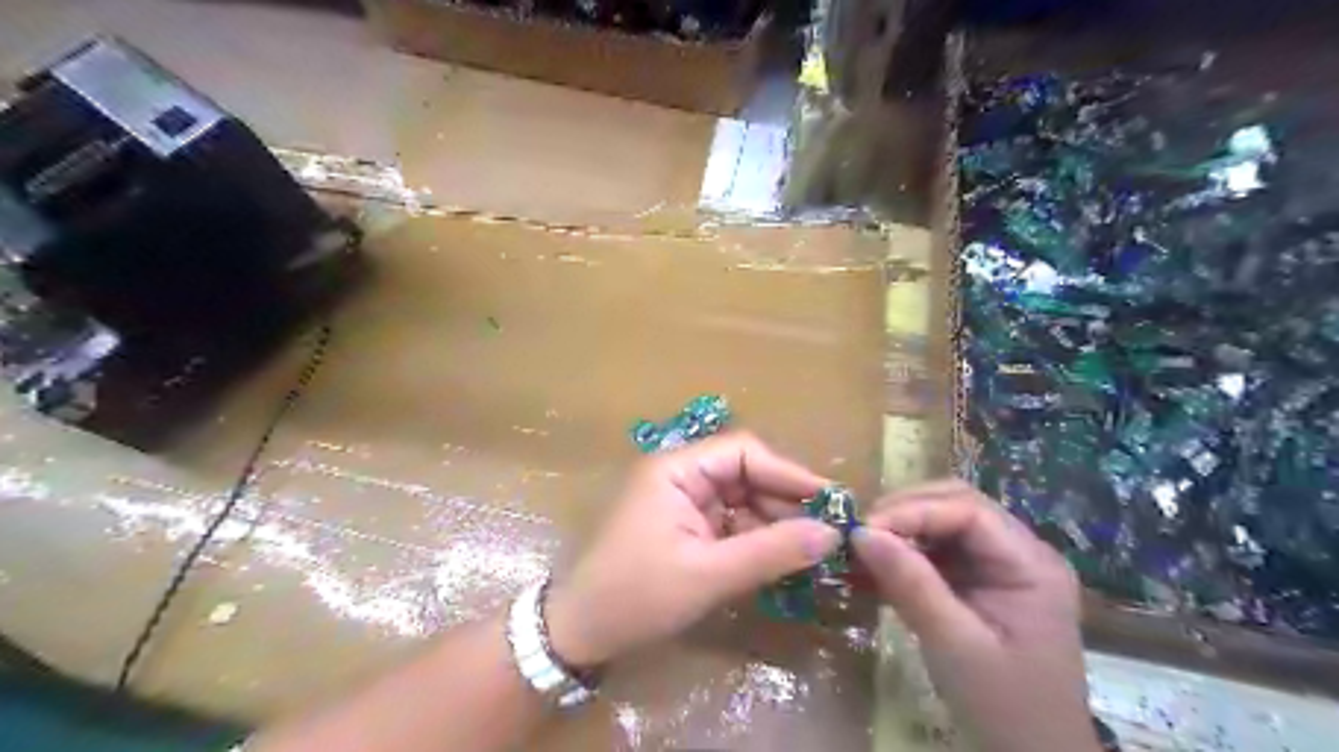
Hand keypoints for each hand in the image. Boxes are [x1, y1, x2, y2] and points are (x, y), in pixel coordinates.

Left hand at [542, 432, 833, 666]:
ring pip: (742, 499)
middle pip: (745, 474)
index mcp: (676, 469)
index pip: (743, 452)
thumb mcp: (708, 575)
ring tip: (814, 549)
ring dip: (775, 522)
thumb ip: (771, 552)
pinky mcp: (685, 528)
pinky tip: (783, 558)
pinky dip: (757, 539)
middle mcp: (680, 476)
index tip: (830, 501)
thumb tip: (831, 534)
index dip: (789, 473)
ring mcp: (682, 502)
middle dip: (785, 500)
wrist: (581, 633)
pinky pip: (731, 523)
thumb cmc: (636, 596)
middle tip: (829, 531)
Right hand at [853, 483, 1104, 751]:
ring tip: (861, 548)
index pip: (968, 510)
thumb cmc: (1004, 706)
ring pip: (944, 523)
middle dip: (904, 512)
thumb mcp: (954, 645)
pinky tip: (876, 567)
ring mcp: (1001, 565)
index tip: (864, 530)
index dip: (913, 510)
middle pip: (957, 505)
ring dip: (901, 530)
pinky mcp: (981, 582)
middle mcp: (1021, 552)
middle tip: (859, 534)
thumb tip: (861, 533)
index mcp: (1031, 563)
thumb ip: (910, 584)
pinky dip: (905, 554)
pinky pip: (939, 551)